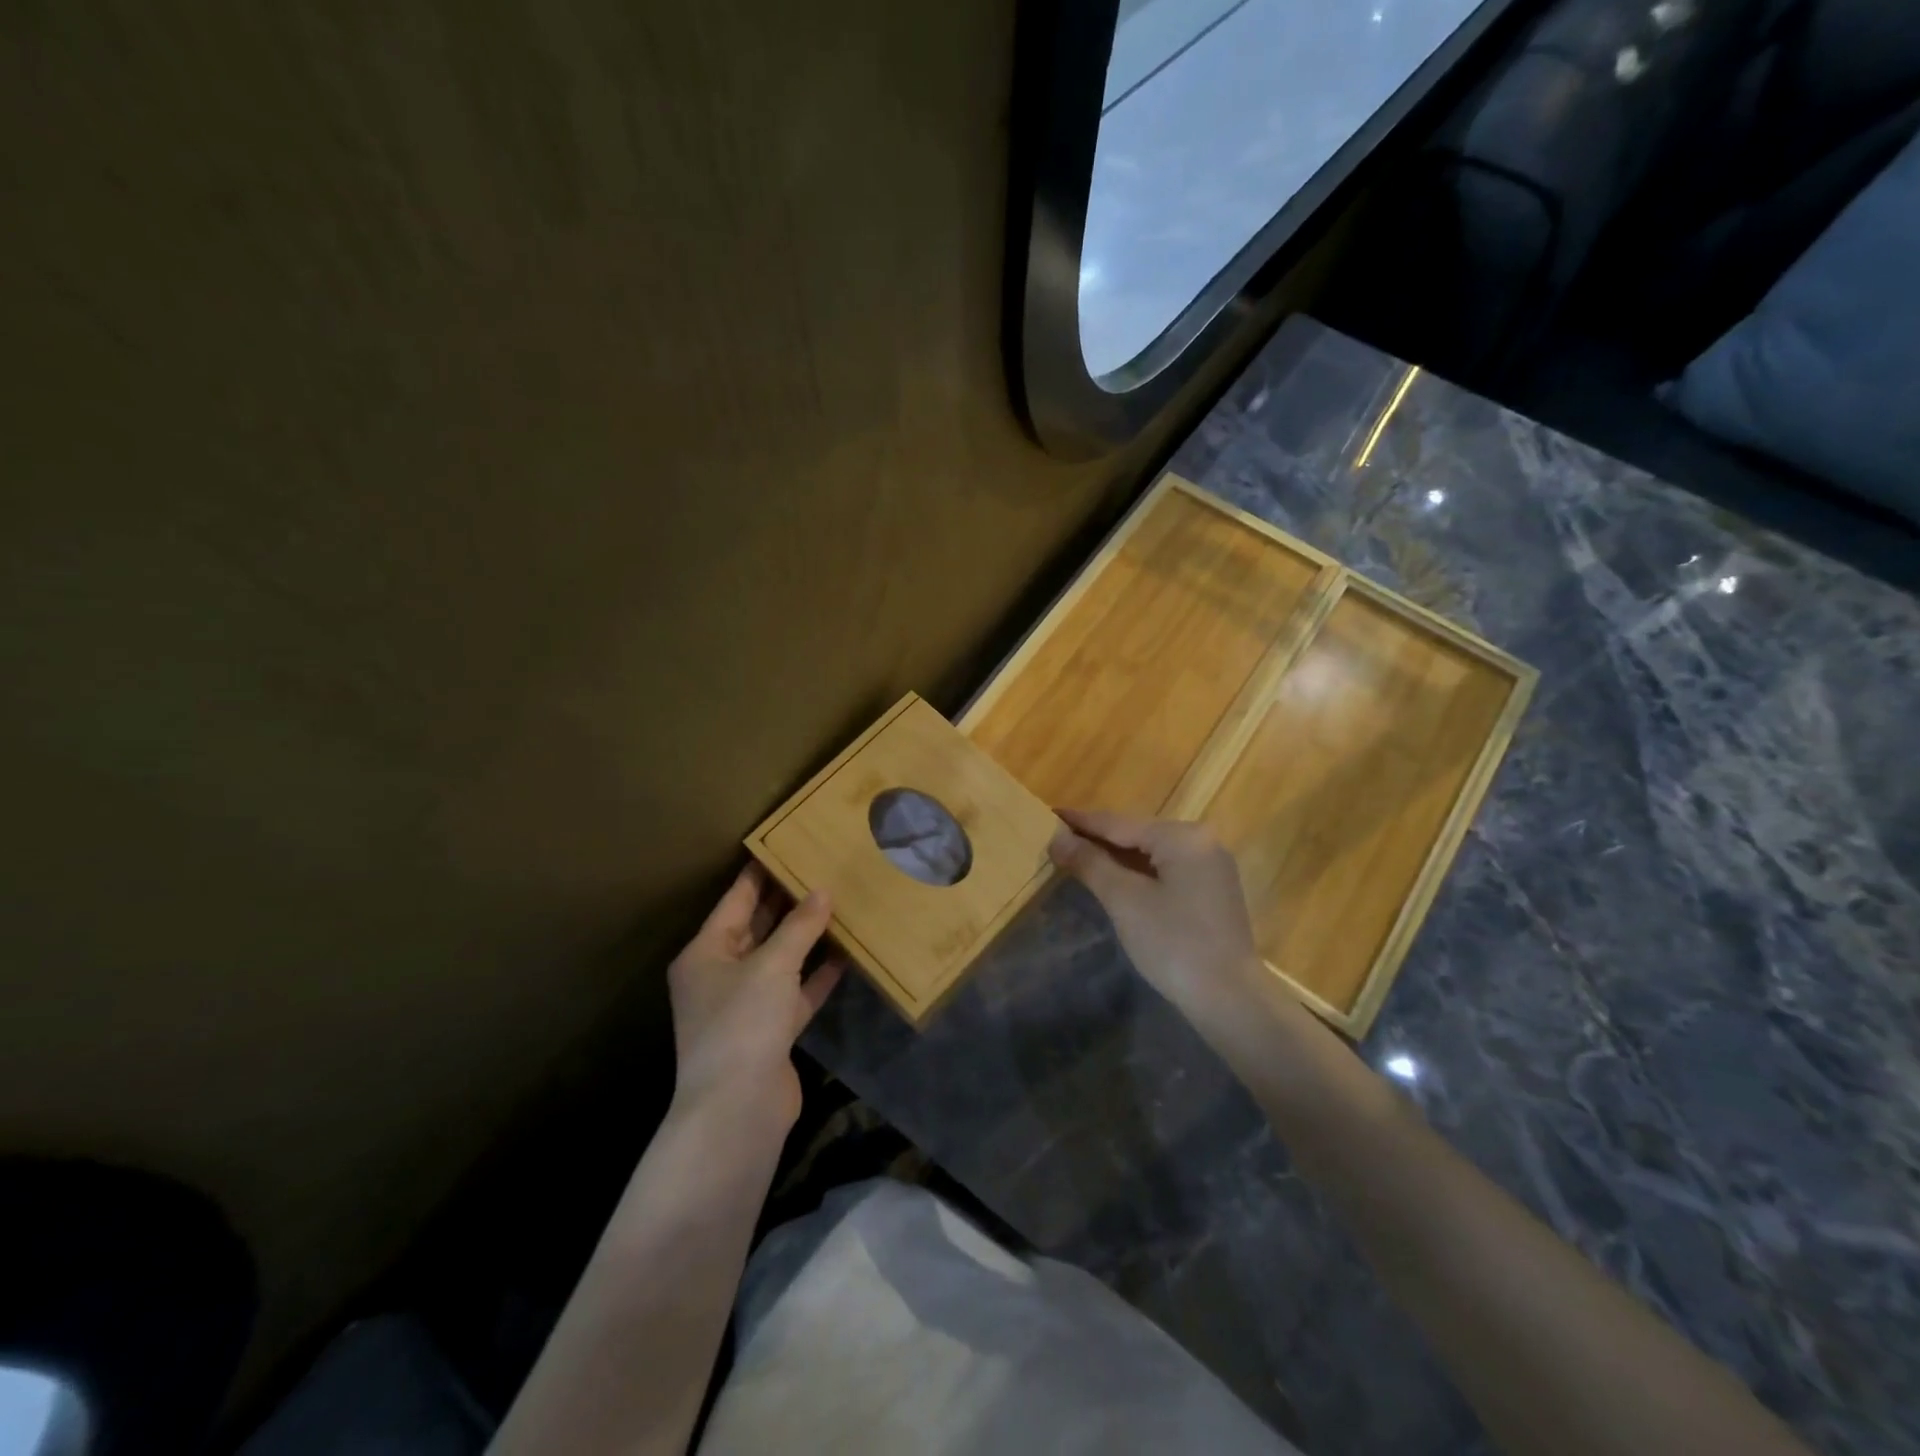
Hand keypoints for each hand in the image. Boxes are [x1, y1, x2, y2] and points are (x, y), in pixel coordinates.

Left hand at [668, 866, 845, 1130]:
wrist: (738, 1110)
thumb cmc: (743, 1024)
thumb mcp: (771, 965)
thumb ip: (799, 926)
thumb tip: (822, 891)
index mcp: (705, 953)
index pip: (735, 900)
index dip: (761, 873)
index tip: (788, 846)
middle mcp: (721, 974)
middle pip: (757, 927)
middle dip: (789, 902)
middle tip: (823, 870)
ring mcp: (746, 1005)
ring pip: (780, 959)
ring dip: (806, 937)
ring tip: (840, 903)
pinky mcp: (771, 1030)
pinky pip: (796, 991)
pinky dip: (817, 974)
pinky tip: (847, 953)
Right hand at [1048, 809, 1263, 1021]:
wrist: (1229, 999)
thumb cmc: (1173, 943)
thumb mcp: (1124, 900)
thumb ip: (1090, 863)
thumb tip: (1058, 837)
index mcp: (1183, 837)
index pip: (1120, 823)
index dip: (1082, 821)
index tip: (1050, 813)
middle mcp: (1202, 841)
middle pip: (1138, 834)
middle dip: (1098, 838)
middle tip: (1059, 838)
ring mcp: (1211, 867)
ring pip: (1152, 853)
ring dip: (1116, 856)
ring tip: (1078, 854)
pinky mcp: (1212, 891)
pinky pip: (1166, 870)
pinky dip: (1138, 872)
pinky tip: (1115, 877)